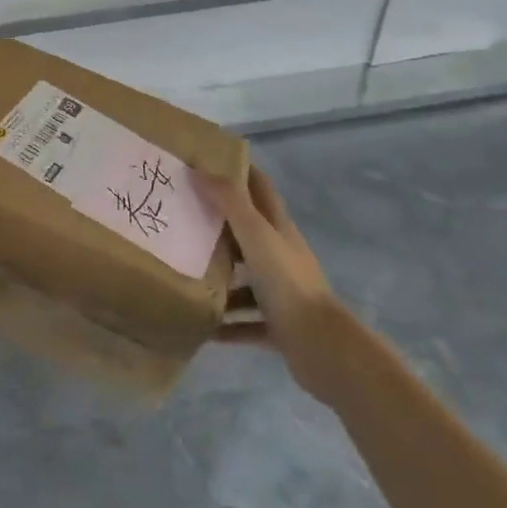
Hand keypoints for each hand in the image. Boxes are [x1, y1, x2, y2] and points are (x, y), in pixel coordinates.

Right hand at [193, 165, 345, 399]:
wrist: (322, 347)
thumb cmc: (287, 282)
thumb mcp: (256, 235)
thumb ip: (229, 202)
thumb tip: (198, 170)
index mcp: (279, 230)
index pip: (261, 189)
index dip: (241, 171)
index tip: (210, 160)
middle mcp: (281, 256)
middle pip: (249, 233)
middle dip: (220, 223)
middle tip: (184, 214)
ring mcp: (281, 293)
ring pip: (246, 279)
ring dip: (221, 277)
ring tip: (186, 271)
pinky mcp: (278, 326)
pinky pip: (246, 321)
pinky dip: (227, 323)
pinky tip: (203, 324)